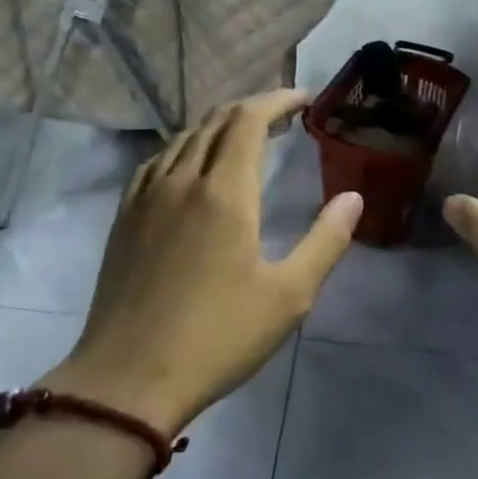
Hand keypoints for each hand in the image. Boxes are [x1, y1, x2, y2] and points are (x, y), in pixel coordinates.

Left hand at [42, 90, 362, 432]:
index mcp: (224, 192)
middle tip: (281, 116)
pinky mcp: (124, 218)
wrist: (128, 379)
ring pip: (183, 138)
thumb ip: (325, 241)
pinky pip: (156, 162)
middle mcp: (181, 180)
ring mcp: (146, 197)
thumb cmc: (218, 337)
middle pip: (215, 121)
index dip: (276, 100)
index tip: (303, 99)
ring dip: (217, 126)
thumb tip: (353, 198)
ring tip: (243, 136)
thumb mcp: (289, 296)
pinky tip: (190, 167)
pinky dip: (183, 148)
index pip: (248, 120)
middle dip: (251, 108)